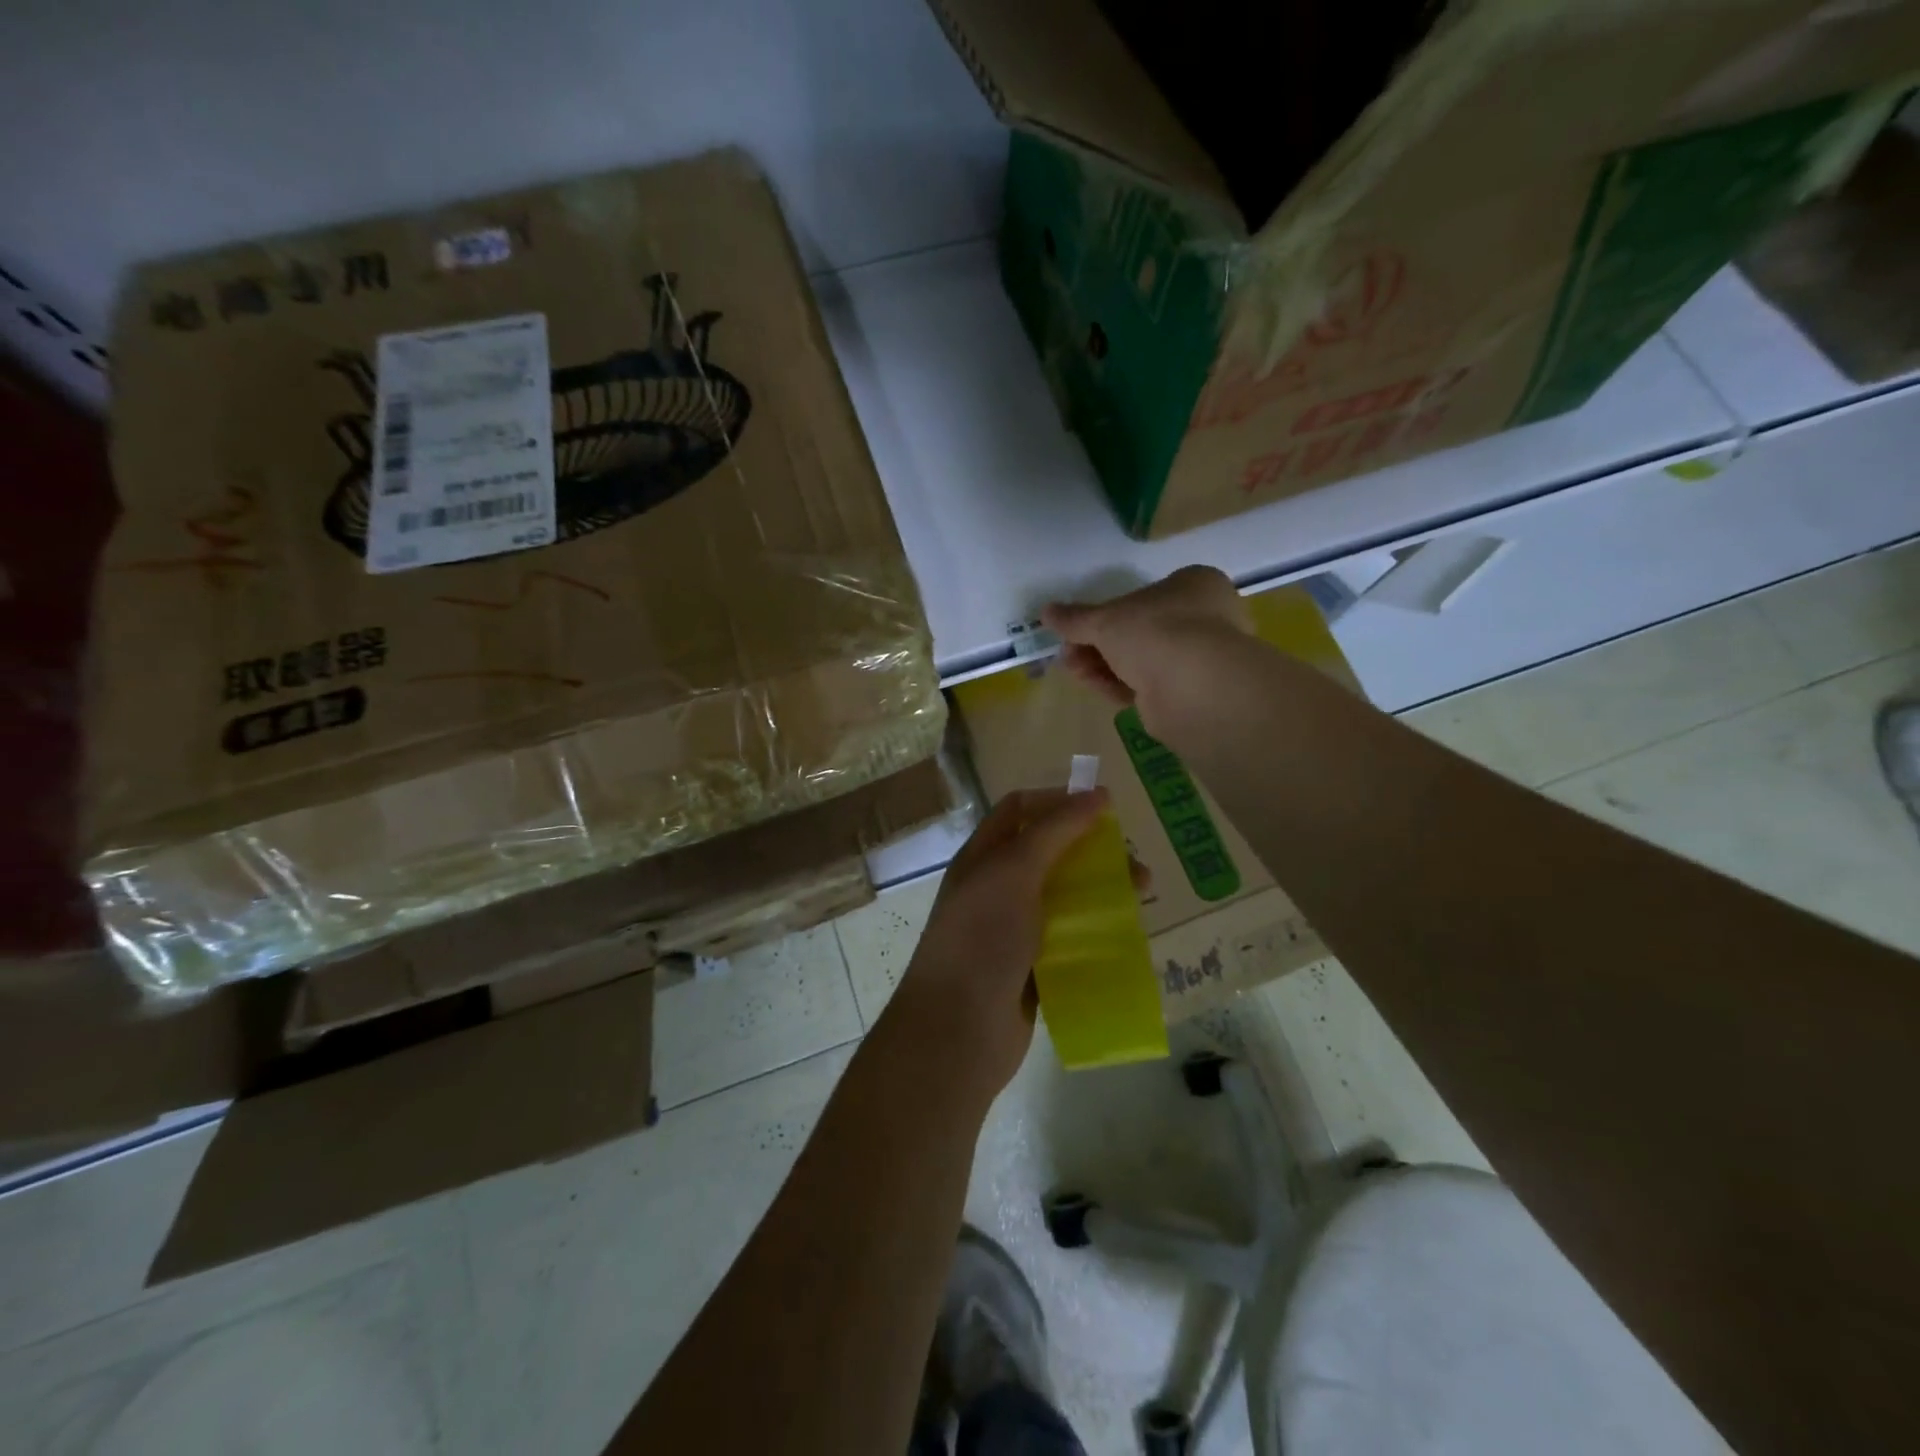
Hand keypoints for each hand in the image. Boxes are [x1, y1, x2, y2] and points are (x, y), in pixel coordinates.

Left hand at [883, 788, 1113, 1095]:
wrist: (958, 1029)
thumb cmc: (981, 938)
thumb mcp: (1014, 872)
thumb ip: (1054, 832)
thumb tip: (1097, 795)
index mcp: (983, 858)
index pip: (1020, 810)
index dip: (1059, 801)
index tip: (1105, 808)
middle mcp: (997, 889)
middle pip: (1050, 854)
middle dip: (1092, 851)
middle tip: (1134, 861)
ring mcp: (1014, 931)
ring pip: (1065, 899)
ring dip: (1102, 892)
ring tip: (1143, 897)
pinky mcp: (1033, 969)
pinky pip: (1070, 940)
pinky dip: (1097, 933)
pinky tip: (1128, 936)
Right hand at [1042, 566, 1251, 734]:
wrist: (1194, 687)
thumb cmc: (1155, 632)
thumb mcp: (1106, 620)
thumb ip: (1076, 618)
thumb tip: (1046, 612)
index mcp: (1194, 585)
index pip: (1145, 595)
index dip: (1107, 613)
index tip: (1078, 629)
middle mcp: (1204, 618)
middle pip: (1138, 631)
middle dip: (1098, 644)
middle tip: (1069, 654)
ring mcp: (1199, 658)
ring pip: (1141, 660)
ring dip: (1104, 665)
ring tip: (1074, 671)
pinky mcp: (1190, 693)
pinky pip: (1148, 685)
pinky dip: (1120, 685)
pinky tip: (1096, 687)